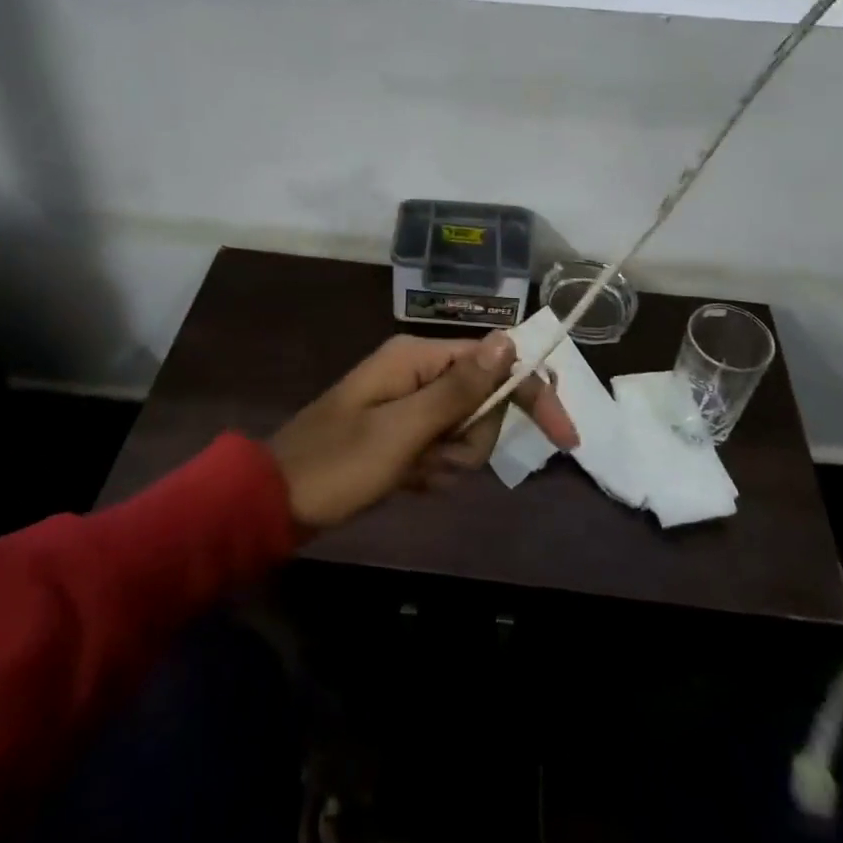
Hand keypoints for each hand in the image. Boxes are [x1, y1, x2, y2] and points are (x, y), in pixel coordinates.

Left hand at [269, 333, 576, 531]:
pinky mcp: (404, 434)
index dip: (533, 393)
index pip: (496, 362)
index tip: (565, 437)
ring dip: (450, 461)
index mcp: (418, 358)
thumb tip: (509, 340)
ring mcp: (410, 404)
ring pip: (466, 432)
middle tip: (435, 459)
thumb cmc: (339, 463)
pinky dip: (433, 472)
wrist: (276, 502)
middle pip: (484, 402)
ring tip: (413, 473)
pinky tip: (406, 482)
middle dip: (471, 439)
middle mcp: (418, 372)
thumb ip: (459, 387)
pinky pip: (443, 451)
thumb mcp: (403, 428)